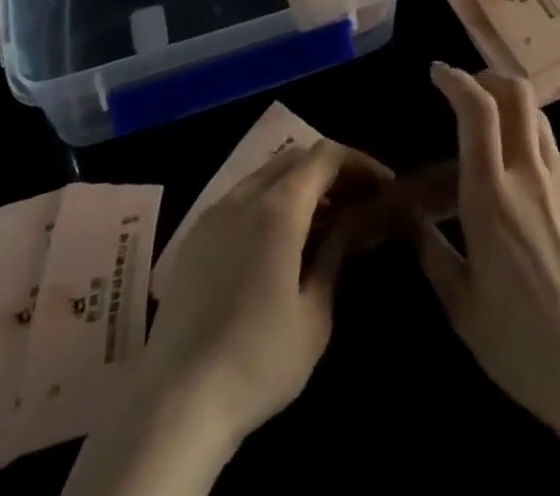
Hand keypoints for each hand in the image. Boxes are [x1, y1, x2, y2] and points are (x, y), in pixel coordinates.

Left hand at [135, 139, 391, 448]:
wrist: (175, 402)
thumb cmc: (258, 361)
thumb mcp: (315, 315)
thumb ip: (335, 255)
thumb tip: (352, 222)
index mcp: (278, 207)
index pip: (325, 156)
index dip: (359, 163)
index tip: (384, 186)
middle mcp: (244, 196)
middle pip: (295, 159)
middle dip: (331, 172)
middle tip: (358, 202)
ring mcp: (213, 213)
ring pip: (266, 176)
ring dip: (300, 186)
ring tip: (325, 221)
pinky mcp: (194, 237)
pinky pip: (241, 199)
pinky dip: (270, 202)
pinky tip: (280, 241)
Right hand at [415, 63, 559, 433]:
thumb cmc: (520, 343)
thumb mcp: (461, 305)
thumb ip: (431, 251)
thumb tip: (408, 220)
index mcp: (491, 197)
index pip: (477, 111)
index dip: (456, 80)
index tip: (437, 72)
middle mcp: (528, 176)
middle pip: (517, 94)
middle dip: (487, 76)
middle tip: (465, 87)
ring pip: (537, 115)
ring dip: (509, 102)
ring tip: (487, 123)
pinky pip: (550, 148)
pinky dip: (526, 135)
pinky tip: (513, 170)